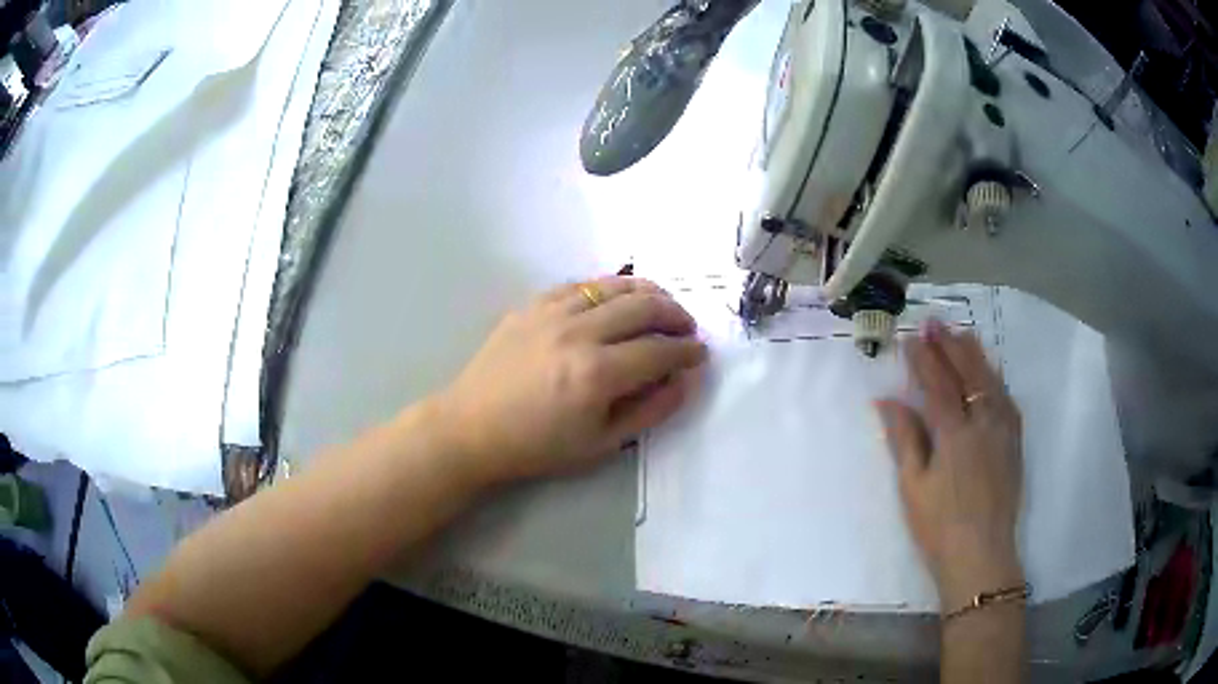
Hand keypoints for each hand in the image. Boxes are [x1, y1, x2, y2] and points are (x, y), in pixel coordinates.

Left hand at [433, 276, 707, 484]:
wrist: (472, 428)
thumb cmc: (538, 445)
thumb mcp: (601, 444)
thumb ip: (651, 410)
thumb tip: (686, 380)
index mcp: (597, 373)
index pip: (660, 350)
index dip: (688, 351)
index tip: (700, 354)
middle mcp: (579, 332)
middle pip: (644, 306)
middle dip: (677, 314)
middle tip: (688, 328)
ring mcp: (553, 312)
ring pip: (615, 286)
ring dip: (648, 293)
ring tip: (662, 307)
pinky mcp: (533, 304)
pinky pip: (582, 284)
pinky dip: (608, 288)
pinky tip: (616, 300)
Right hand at [876, 320, 1023, 610]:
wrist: (981, 555)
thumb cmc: (939, 526)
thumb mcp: (912, 486)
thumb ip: (904, 438)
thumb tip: (887, 400)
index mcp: (954, 434)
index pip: (938, 384)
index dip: (924, 359)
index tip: (911, 338)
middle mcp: (983, 423)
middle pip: (967, 373)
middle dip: (950, 345)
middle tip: (935, 323)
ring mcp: (1003, 431)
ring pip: (991, 381)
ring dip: (975, 355)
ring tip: (962, 334)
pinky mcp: (1015, 443)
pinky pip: (1007, 400)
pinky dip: (996, 379)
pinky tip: (991, 374)